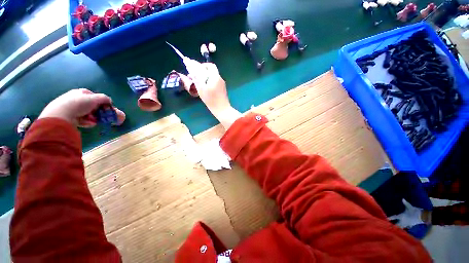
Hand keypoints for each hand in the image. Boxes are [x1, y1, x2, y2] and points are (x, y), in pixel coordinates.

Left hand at [38, 89, 124, 127]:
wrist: (60, 115)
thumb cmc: (78, 104)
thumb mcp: (94, 99)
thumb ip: (104, 98)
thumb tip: (110, 101)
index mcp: (80, 92)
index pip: (94, 96)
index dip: (101, 102)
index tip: (105, 108)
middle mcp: (75, 98)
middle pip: (91, 106)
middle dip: (97, 112)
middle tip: (101, 117)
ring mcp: (71, 108)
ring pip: (86, 113)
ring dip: (93, 118)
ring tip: (94, 122)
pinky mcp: (68, 117)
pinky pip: (81, 119)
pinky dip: (86, 122)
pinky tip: (89, 124)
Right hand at [192, 63, 240, 128]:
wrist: (222, 109)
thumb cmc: (211, 99)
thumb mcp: (201, 89)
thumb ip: (196, 78)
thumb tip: (191, 68)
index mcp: (215, 77)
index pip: (210, 65)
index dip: (202, 65)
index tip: (195, 69)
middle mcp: (220, 79)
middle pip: (211, 71)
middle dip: (203, 71)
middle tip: (195, 76)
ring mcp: (222, 84)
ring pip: (213, 77)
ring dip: (205, 77)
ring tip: (198, 82)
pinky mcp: (222, 89)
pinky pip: (215, 82)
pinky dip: (209, 82)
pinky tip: (204, 87)